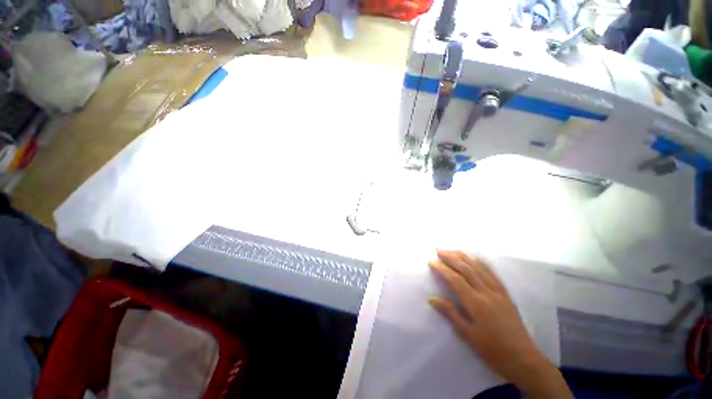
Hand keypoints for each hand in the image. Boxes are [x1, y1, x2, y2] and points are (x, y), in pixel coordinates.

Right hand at [429, 250, 571, 398]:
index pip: (455, 279)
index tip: (431, 261)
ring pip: (479, 268)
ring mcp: (498, 291)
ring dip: (465, 257)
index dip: (442, 268)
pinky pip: (493, 273)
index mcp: (476, 303)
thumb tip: (432, 299)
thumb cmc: (492, 349)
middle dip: (451, 257)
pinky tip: (475, 258)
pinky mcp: (505, 293)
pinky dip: (482, 263)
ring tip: (453, 250)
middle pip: (467, 269)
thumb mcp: (468, 334)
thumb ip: (450, 313)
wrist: (523, 358)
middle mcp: (487, 292)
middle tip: (439, 250)